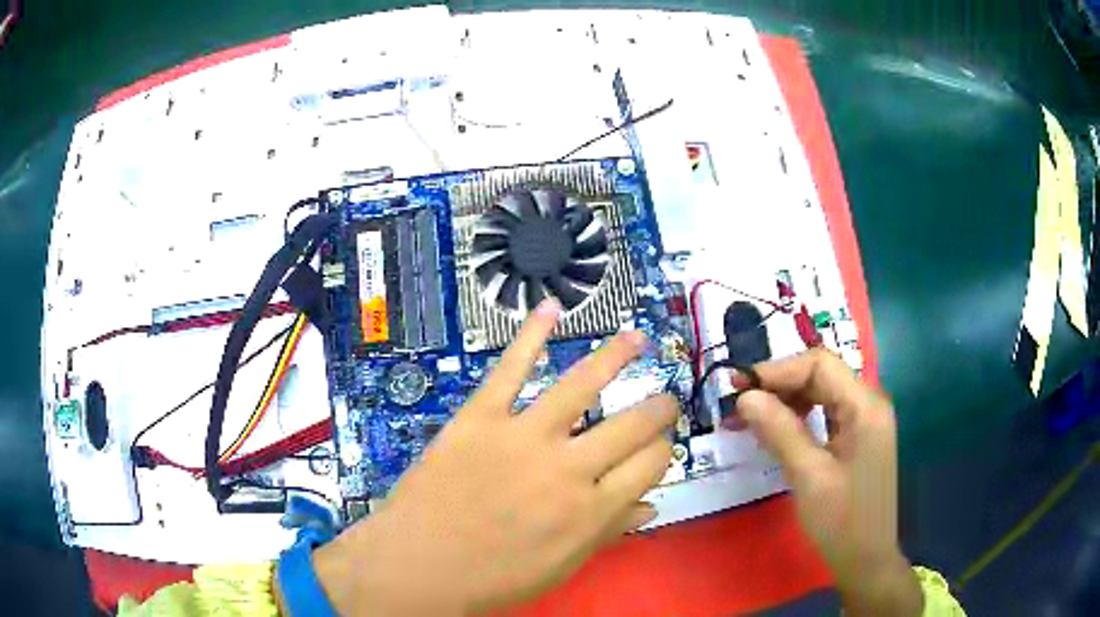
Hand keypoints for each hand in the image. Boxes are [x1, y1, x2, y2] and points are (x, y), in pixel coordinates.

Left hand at [308, 299, 678, 614]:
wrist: (417, 567)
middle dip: (659, 408)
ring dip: (616, 356)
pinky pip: (509, 369)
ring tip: (636, 339)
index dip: (663, 450)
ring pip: (581, 384)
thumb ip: (608, 533)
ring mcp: (522, 437)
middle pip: (633, 424)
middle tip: (665, 400)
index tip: (659, 445)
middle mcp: (568, 469)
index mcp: (591, 511)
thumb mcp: (561, 567)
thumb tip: (651, 506)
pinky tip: (549, 309)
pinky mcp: (480, 417)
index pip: (651, 464)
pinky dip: (530, 335)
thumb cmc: (492, 579)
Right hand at [730, 349, 921, 616]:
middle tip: (738, 404)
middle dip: (779, 384)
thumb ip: (780, 431)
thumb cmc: (842, 522)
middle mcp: (869, 404)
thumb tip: (746, 397)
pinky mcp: (859, 438)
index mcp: (865, 407)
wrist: (867, 560)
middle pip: (821, 375)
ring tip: (751, 417)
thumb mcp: (808, 477)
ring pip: (823, 393)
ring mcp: (866, 421)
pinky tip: (778, 430)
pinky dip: (800, 417)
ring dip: (786, 400)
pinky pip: (827, 413)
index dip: (777, 370)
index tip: (738, 386)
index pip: (819, 365)